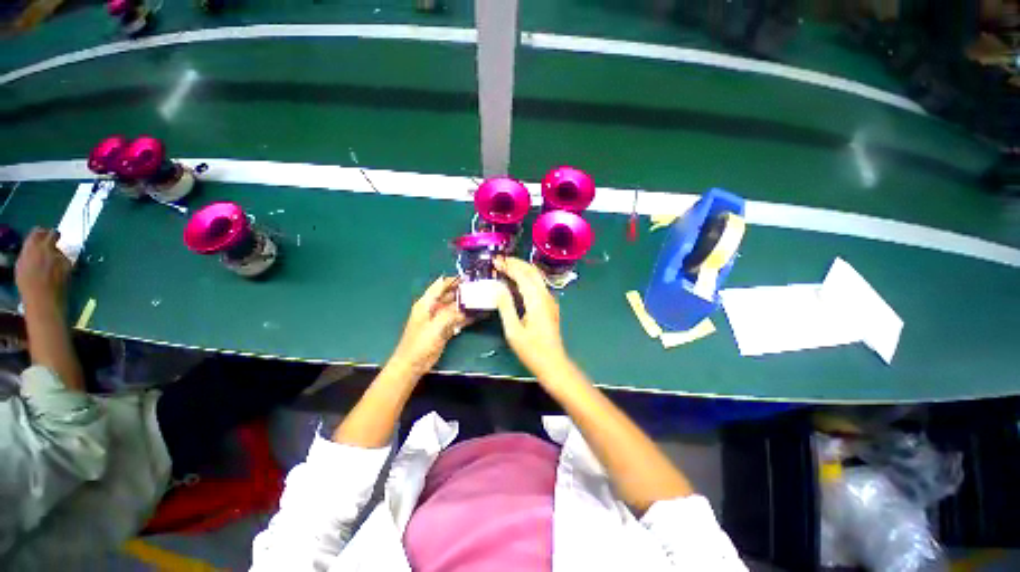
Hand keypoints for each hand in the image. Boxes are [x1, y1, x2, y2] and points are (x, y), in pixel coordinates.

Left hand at [16, 228, 70, 308]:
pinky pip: (24, 255)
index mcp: (46, 247)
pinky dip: (30, 255)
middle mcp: (32, 248)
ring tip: (42, 251)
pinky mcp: (18, 267)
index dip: (56, 235)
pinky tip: (35, 262)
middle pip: (35, 234)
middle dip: (42, 235)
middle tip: (49, 238)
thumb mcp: (67, 268)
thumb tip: (59, 251)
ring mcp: (23, 258)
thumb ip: (62, 256)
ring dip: (35, 245)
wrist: (42, 303)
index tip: (60, 237)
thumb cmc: (59, 286)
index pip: (52, 234)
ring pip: (28, 244)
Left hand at [388, 276, 471, 377]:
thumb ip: (451, 314)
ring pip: (455, 307)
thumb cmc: (420, 343)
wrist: (413, 364)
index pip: (440, 285)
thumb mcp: (436, 326)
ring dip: (466, 304)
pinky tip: (478, 315)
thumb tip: (466, 308)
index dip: (454, 280)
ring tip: (482, 299)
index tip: (469, 277)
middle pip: (450, 295)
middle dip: (463, 291)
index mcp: (426, 303)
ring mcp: (439, 319)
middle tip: (480, 288)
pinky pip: (457, 319)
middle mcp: (433, 308)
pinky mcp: (444, 329)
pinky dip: (466, 317)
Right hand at [494, 257, 570, 376]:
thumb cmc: (531, 350)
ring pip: (536, 276)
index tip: (495, 261)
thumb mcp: (513, 330)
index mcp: (536, 300)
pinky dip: (526, 277)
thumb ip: (505, 306)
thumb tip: (498, 287)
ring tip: (506, 266)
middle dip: (516, 262)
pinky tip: (517, 280)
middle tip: (500, 260)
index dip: (508, 266)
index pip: (522, 275)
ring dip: (522, 268)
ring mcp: (550, 300)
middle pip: (532, 271)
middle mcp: (546, 295)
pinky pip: (538, 285)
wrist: (553, 363)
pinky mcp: (550, 305)